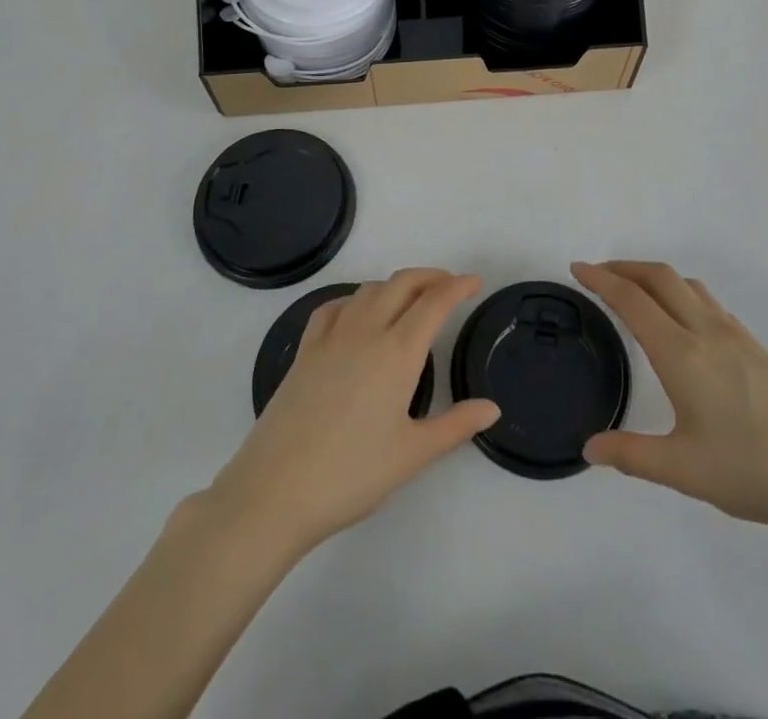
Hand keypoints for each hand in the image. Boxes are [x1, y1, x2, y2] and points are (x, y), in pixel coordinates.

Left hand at [206, 269, 499, 555]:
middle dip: (430, 277)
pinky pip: (334, 307)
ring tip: (410, 300)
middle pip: (402, 283)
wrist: (275, 490)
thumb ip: (456, 425)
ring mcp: (331, 337)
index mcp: (398, 352)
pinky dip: (355, 299)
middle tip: (449, 286)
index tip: (475, 282)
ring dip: (395, 285)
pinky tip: (357, 315)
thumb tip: (492, 408)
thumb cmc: (351, 474)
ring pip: (369, 289)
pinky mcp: (304, 349)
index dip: (458, 286)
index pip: (434, 302)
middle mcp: (366, 331)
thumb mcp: (412, 454)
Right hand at [573, 261, 767, 544]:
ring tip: (636, 290)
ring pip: (688, 285)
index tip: (577, 268)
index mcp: (682, 354)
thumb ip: (631, 455)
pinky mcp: (758, 348)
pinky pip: (709, 302)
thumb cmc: (755, 472)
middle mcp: (706, 332)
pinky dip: (682, 293)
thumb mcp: (684, 471)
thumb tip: (588, 449)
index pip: (632, 301)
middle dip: (625, 267)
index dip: (601, 279)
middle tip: (598, 273)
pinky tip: (684, 322)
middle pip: (660, 277)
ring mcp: (737, 336)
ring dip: (655, 276)